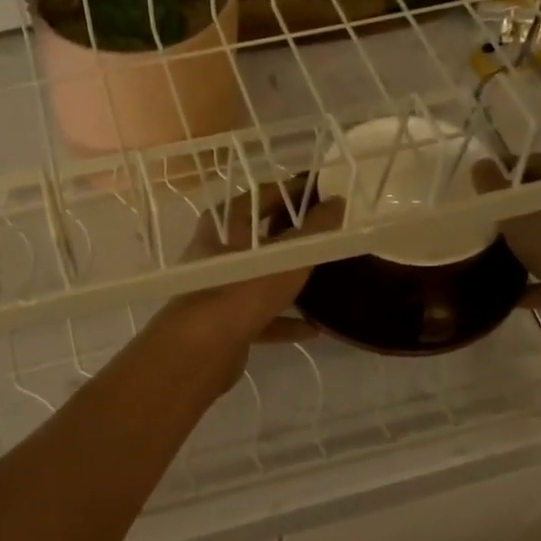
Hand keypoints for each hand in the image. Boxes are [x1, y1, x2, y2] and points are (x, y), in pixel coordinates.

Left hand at [163, 185, 344, 354]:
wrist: (203, 348)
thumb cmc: (244, 289)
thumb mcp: (289, 256)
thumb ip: (316, 230)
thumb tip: (337, 202)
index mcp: (222, 226)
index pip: (258, 197)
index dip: (288, 192)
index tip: (318, 193)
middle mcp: (213, 254)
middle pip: (255, 240)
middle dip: (285, 237)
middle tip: (320, 235)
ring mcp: (215, 291)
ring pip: (255, 280)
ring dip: (284, 282)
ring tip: (318, 280)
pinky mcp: (221, 324)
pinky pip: (258, 317)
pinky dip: (282, 321)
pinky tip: (311, 329)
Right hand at [473, 154, 540, 363]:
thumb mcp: (522, 216)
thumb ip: (497, 192)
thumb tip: (480, 165)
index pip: (540, 165)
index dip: (508, 171)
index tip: (479, 186)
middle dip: (515, 214)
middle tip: (482, 225)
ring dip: (527, 250)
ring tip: (492, 261)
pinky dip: (538, 285)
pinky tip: (511, 296)